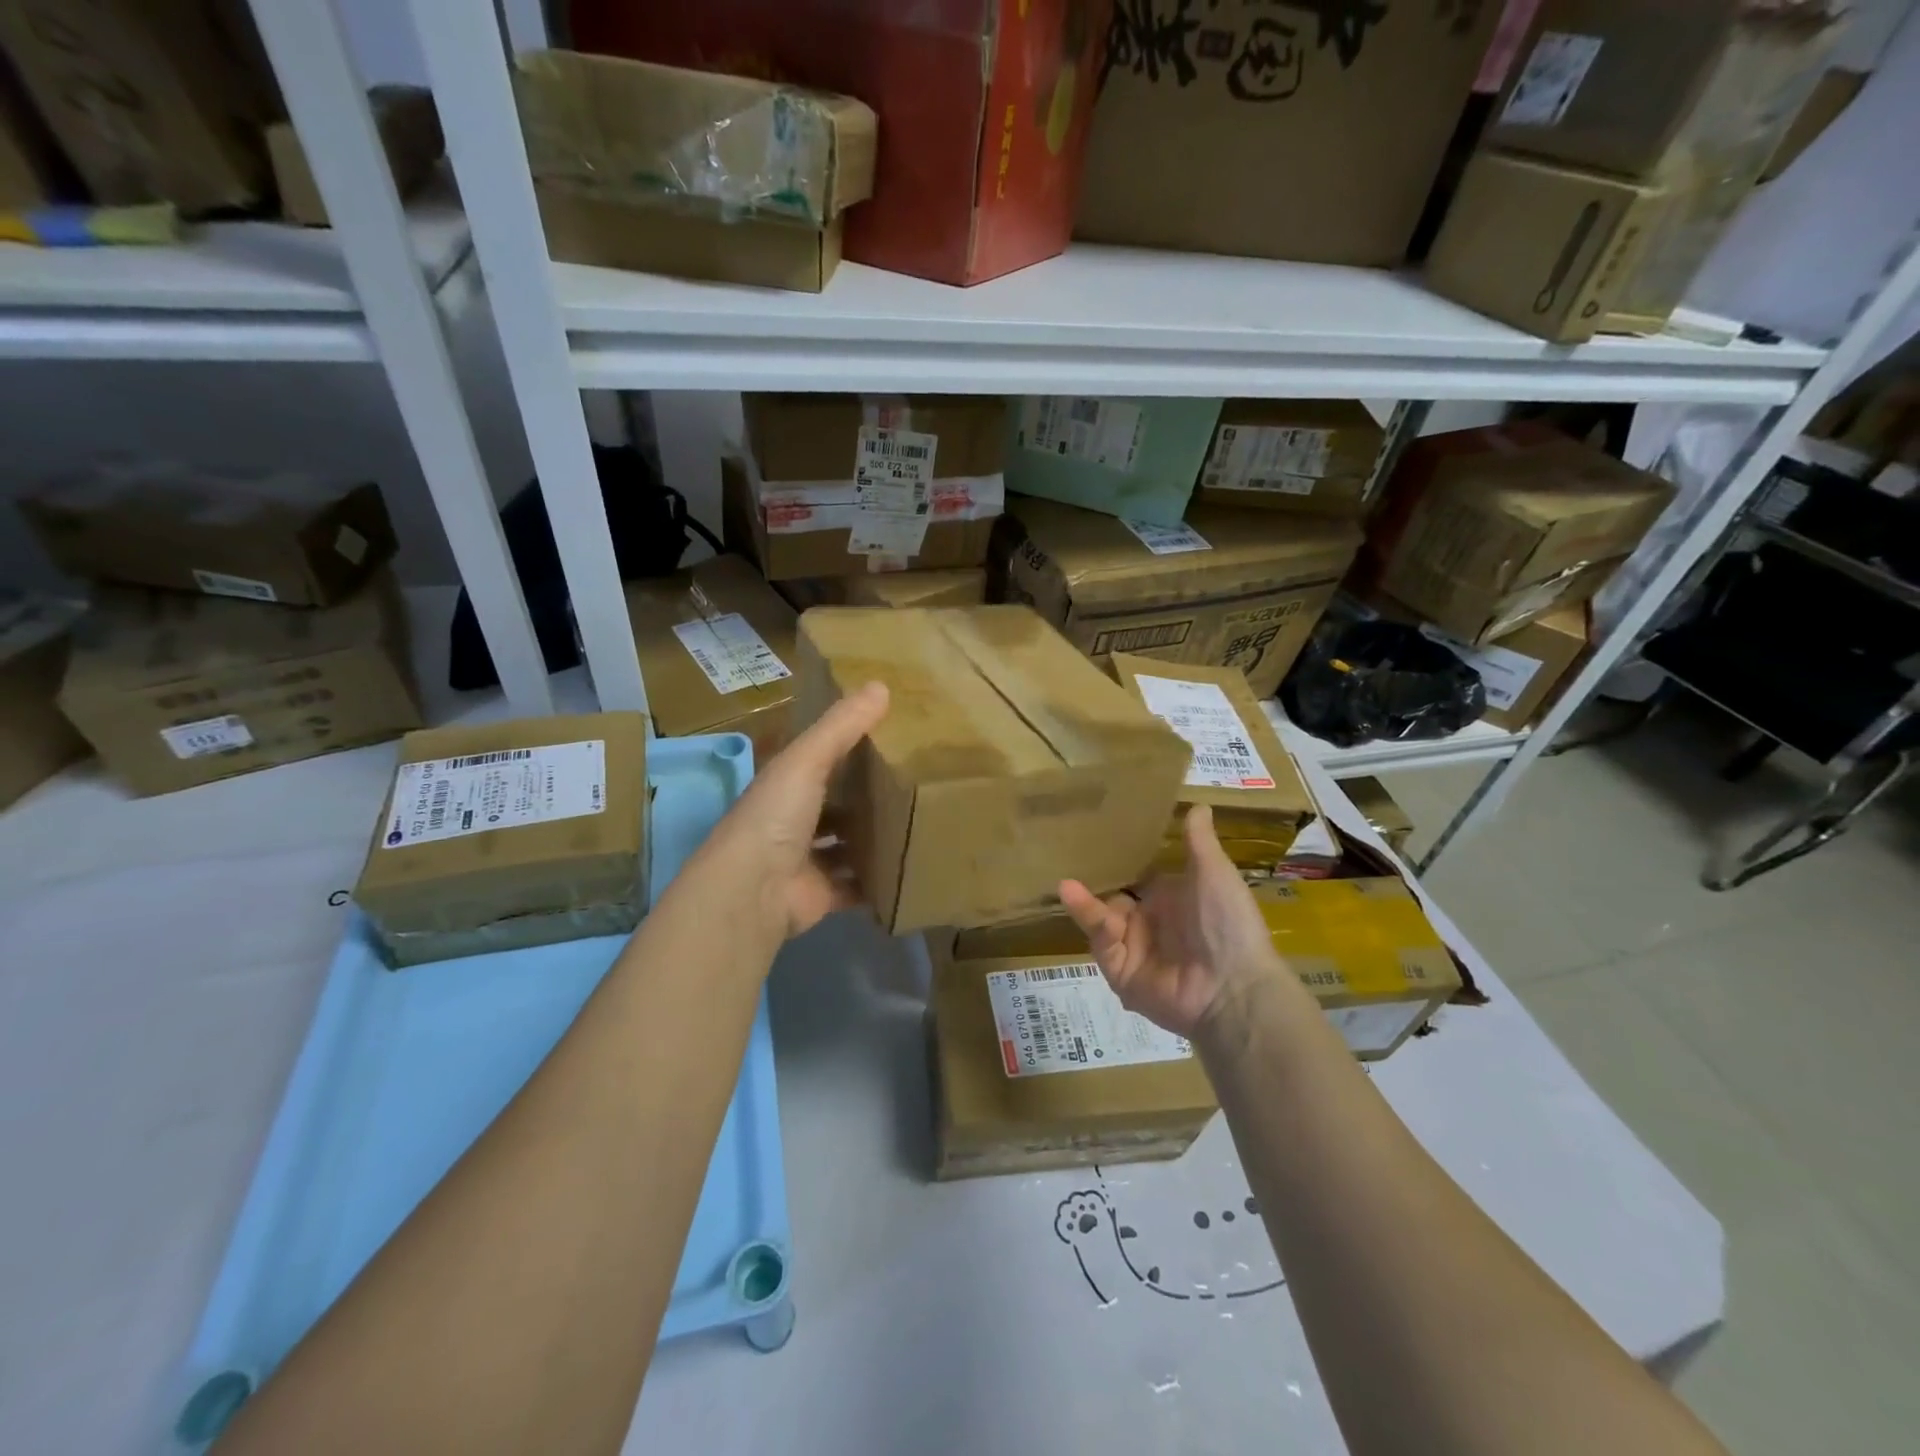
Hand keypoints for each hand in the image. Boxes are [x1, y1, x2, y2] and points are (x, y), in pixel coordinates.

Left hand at [703, 681, 888, 941]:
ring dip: (873, 838)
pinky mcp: (823, 894)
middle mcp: (792, 822)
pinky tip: (909, 866)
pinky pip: (856, 885)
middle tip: (913, 782)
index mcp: (784, 786)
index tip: (888, 736)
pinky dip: (877, 880)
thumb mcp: (807, 760)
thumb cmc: (775, 816)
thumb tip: (881, 685)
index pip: (818, 761)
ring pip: (846, 845)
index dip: (847, 748)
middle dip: (865, 797)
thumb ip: (842, 726)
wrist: (754, 891)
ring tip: (919, 822)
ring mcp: (807, 861)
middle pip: (835, 805)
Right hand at [1059, 804, 1281, 1038]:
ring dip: (1083, 902)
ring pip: (1099, 920)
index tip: (1092, 831)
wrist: (1235, 988)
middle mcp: (1149, 923)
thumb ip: (1199, 841)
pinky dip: (1091, 923)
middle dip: (1091, 881)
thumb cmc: (1229, 923)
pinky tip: (1076, 899)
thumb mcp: (1215, 874)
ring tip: (1064, 883)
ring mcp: (1133, 949)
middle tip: (1062, 855)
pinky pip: (1101, 945)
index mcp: (1171, 899)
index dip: (1117, 858)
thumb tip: (1199, 803)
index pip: (1136, 876)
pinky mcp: (1120, 972)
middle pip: (1111, 898)